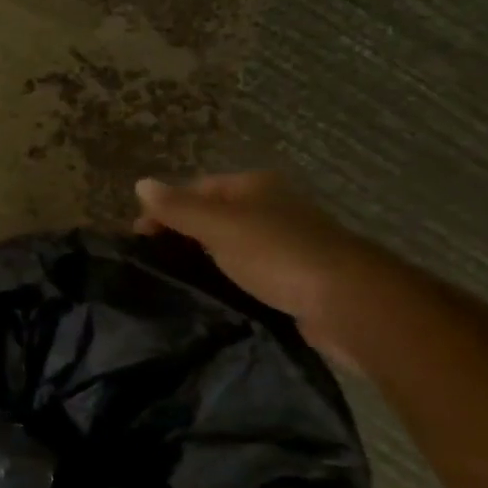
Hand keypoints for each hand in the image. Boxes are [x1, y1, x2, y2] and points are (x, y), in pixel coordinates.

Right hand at [134, 172, 390, 364]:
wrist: (347, 302)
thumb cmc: (277, 253)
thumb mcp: (218, 225)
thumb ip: (177, 208)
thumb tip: (140, 184)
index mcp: (255, 186)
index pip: (197, 189)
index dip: (166, 208)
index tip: (139, 238)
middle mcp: (271, 208)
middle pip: (214, 216)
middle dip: (182, 235)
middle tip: (153, 262)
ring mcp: (285, 244)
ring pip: (230, 246)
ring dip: (204, 260)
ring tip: (174, 282)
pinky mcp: (294, 278)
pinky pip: (248, 273)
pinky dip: (227, 281)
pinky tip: (210, 297)